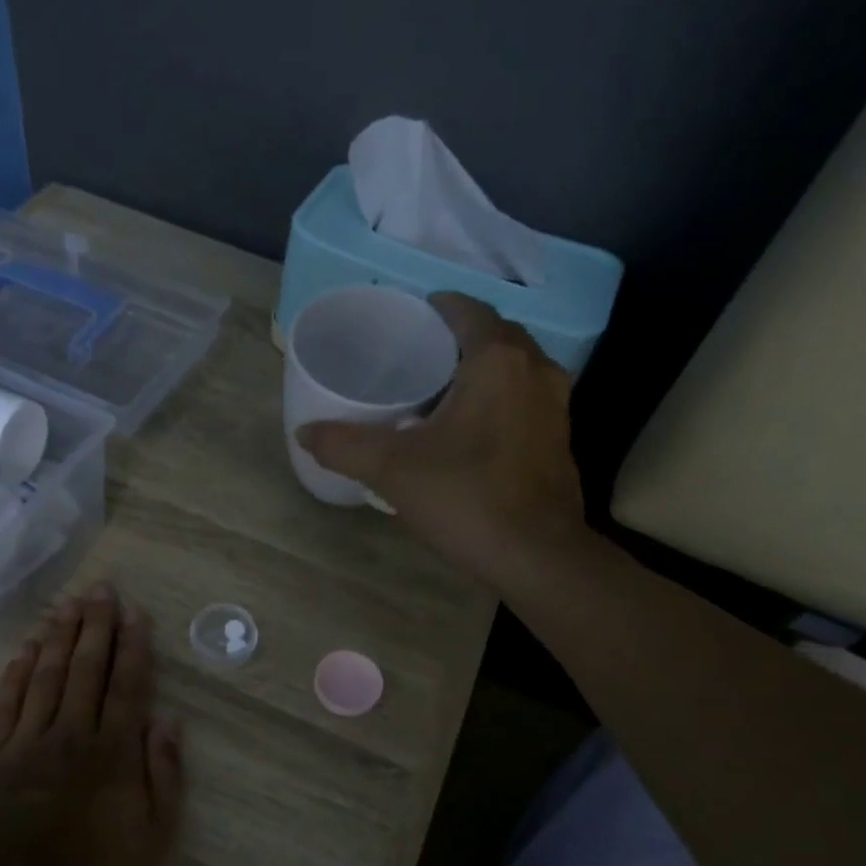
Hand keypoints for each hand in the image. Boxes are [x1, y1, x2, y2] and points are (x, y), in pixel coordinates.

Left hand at [0, 583, 182, 865]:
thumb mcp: (152, 841)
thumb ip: (164, 778)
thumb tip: (169, 723)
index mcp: (113, 751)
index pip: (127, 686)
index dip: (133, 647)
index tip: (135, 612)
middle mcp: (72, 733)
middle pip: (86, 669)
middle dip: (96, 626)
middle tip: (101, 589)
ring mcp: (27, 742)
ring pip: (46, 676)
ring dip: (59, 638)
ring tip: (68, 605)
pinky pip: (6, 703)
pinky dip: (16, 673)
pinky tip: (25, 651)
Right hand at [295, 292, 587, 590]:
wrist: (536, 556)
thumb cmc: (466, 497)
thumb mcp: (393, 470)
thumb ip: (344, 446)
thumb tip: (304, 433)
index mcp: (497, 360)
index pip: (467, 310)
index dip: (436, 309)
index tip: (408, 323)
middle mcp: (536, 369)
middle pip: (494, 336)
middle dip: (458, 339)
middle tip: (417, 359)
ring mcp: (556, 405)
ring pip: (514, 369)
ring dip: (481, 372)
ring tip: (440, 394)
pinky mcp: (560, 439)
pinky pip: (525, 400)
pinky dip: (500, 401)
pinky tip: (471, 431)